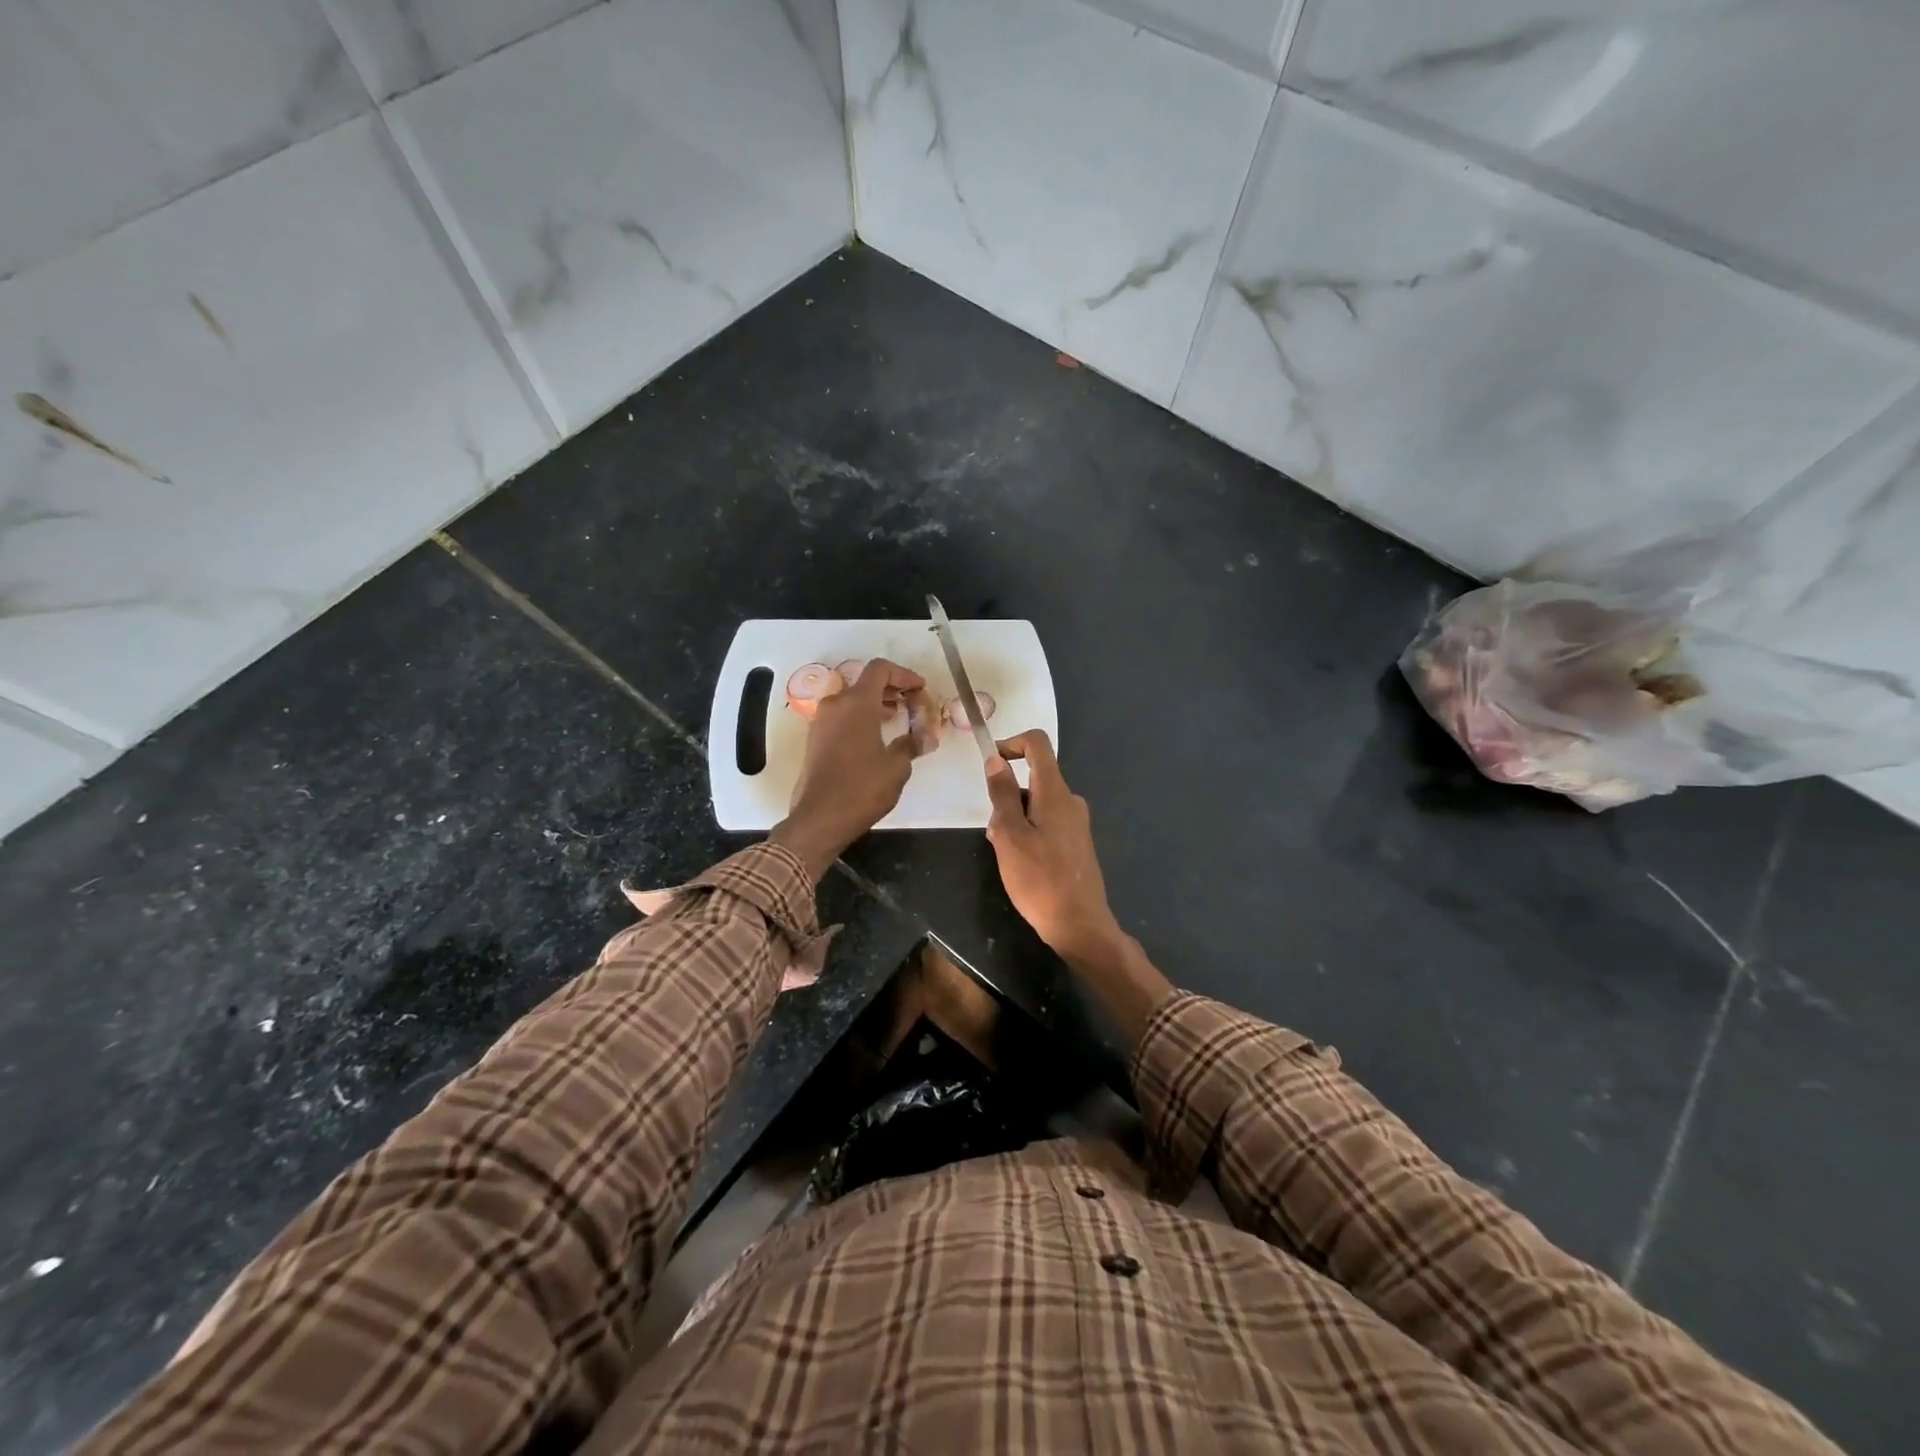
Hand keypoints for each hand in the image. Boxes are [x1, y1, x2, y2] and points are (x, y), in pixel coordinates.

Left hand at [772, 659, 928, 879]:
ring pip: (852, 699)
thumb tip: (925, 738)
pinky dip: (861, 717)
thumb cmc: (862, 788)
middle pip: (865, 682)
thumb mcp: (897, 767)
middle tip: (913, 704)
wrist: (820, 818)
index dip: (904, 675)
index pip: (880, 669)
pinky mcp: (815, 738)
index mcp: (857, 703)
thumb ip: (912, 744)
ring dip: (876, 703)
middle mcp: (835, 704)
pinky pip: (842, 716)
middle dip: (891, 689)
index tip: (920, 689)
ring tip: (898, 719)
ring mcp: (821, 721)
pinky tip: (877, 736)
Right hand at [982, 731, 1123, 965]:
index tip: (990, 763)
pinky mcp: (1077, 842)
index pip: (1037, 744)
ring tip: (1006, 854)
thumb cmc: (1039, 879)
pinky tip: (1022, 864)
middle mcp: (1071, 800)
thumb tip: (996, 759)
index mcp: (1056, 792)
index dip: (1011, 743)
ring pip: (1038, 803)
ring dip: (1015, 818)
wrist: (1080, 925)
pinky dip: (1029, 831)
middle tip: (994, 831)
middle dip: (1007, 795)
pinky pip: (1048, 822)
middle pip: (1034, 777)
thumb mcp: (1010, 835)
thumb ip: (1002, 795)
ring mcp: (1077, 822)